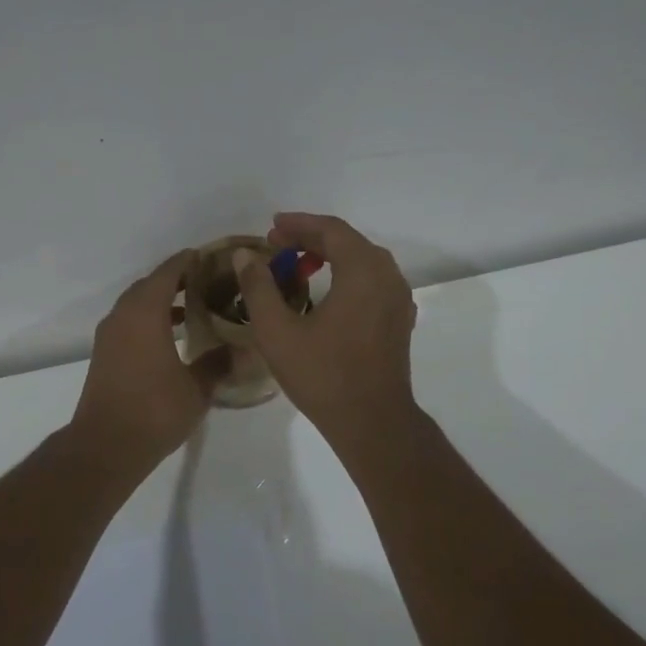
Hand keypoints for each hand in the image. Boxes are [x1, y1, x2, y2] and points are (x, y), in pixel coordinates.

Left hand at [70, 250, 220, 467]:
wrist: (106, 445)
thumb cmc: (154, 411)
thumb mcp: (197, 388)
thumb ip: (218, 363)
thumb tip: (242, 349)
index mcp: (145, 313)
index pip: (168, 272)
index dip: (189, 261)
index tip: (211, 257)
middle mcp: (123, 315)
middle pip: (150, 284)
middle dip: (176, 279)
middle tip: (208, 282)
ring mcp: (110, 335)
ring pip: (137, 304)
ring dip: (162, 300)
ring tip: (194, 306)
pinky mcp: (105, 354)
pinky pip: (130, 322)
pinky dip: (150, 319)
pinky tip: (172, 336)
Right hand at [234, 213, 421, 449]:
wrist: (372, 421)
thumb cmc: (323, 375)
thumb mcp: (277, 331)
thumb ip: (258, 287)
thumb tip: (245, 256)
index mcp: (363, 270)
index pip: (330, 230)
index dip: (298, 224)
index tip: (271, 227)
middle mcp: (387, 276)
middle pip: (348, 242)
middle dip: (311, 238)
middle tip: (277, 245)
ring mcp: (398, 299)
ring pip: (362, 261)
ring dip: (330, 256)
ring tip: (297, 266)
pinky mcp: (399, 320)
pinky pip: (372, 282)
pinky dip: (346, 276)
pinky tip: (326, 294)